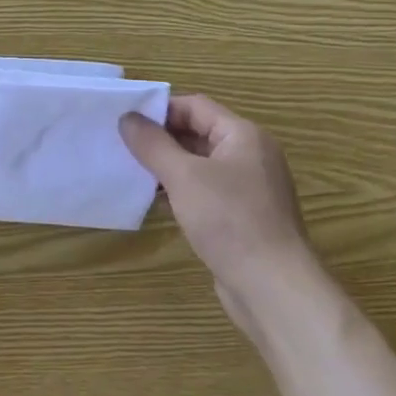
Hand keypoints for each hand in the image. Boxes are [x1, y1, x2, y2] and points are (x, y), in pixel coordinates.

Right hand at [120, 96, 314, 330]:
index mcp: (243, 136)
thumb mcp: (183, 176)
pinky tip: (155, 201)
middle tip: (122, 145)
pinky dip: (180, 191)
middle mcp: (250, 156)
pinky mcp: (242, 217)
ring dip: (167, 166)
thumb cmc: (230, 220)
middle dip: (160, 138)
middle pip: (198, 133)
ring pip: (199, 165)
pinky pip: (205, 191)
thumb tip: (127, 118)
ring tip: (131, 171)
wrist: (273, 288)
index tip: (125, 120)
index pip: (195, 106)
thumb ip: (153, 144)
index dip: (160, 110)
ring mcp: (248, 188)